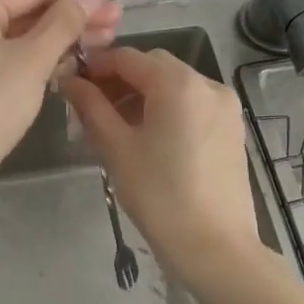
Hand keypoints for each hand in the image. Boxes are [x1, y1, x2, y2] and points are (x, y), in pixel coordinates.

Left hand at [0, 0, 120, 180]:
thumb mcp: (33, 59)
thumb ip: (64, 21)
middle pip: (26, 12)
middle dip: (72, 16)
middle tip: (117, 18)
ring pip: (19, 37)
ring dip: (61, 38)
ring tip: (106, 38)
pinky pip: (8, 58)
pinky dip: (38, 58)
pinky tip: (73, 61)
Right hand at [62, 46, 263, 290]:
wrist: (216, 247)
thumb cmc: (160, 196)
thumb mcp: (117, 148)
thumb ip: (91, 107)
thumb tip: (71, 81)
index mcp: (178, 83)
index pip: (128, 57)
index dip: (97, 65)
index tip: (73, 82)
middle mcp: (207, 83)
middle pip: (154, 67)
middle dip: (121, 80)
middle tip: (93, 107)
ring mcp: (225, 106)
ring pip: (175, 85)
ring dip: (144, 94)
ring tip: (117, 125)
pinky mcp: (232, 128)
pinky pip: (193, 103)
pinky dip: (168, 108)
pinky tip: (149, 137)